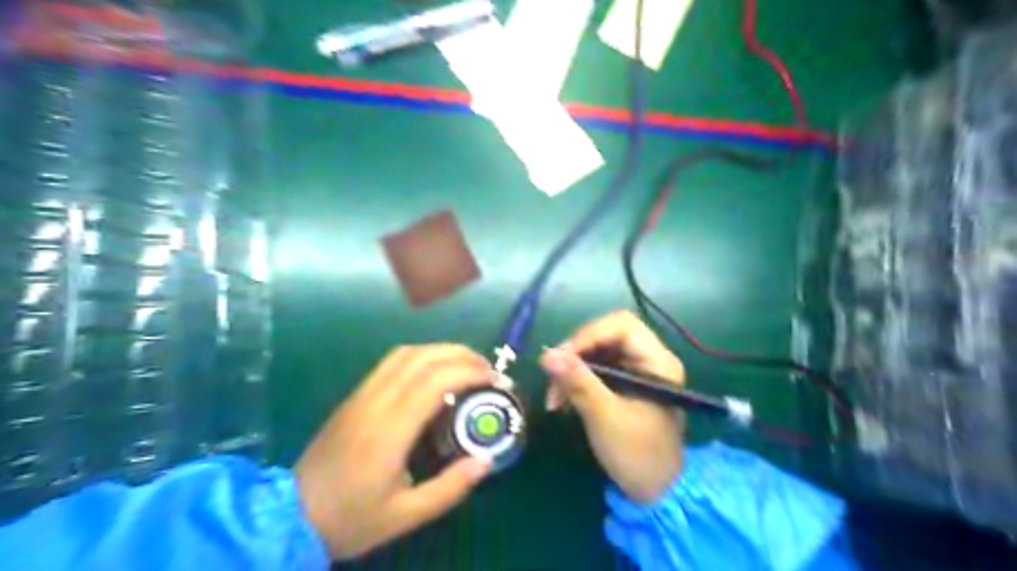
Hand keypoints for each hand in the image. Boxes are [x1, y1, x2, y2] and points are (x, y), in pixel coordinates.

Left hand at [296, 345, 493, 559]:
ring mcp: (362, 394)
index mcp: (389, 431)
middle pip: (423, 358)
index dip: (469, 373)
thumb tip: (485, 460)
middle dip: (462, 355)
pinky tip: (435, 370)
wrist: (290, 515)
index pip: (434, 382)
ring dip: (442, 350)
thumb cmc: (351, 518)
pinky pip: (391, 361)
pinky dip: (422, 355)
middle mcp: (376, 402)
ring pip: (406, 353)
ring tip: (467, 365)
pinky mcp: (355, 395)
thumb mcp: (406, 516)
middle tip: (488, 369)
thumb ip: (450, 488)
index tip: (495, 381)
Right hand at [540, 312, 681, 503]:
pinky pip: (597, 369)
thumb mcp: (604, 416)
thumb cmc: (637, 454)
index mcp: (658, 362)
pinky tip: (563, 400)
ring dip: (572, 369)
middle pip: (607, 335)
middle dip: (577, 353)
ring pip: (598, 352)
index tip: (562, 357)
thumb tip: (546, 355)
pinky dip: (577, 380)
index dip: (589, 334)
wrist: (656, 492)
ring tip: (554, 397)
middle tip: (553, 375)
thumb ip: (578, 382)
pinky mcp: (625, 385)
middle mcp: (650, 359)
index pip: (622, 326)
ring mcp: (637, 371)